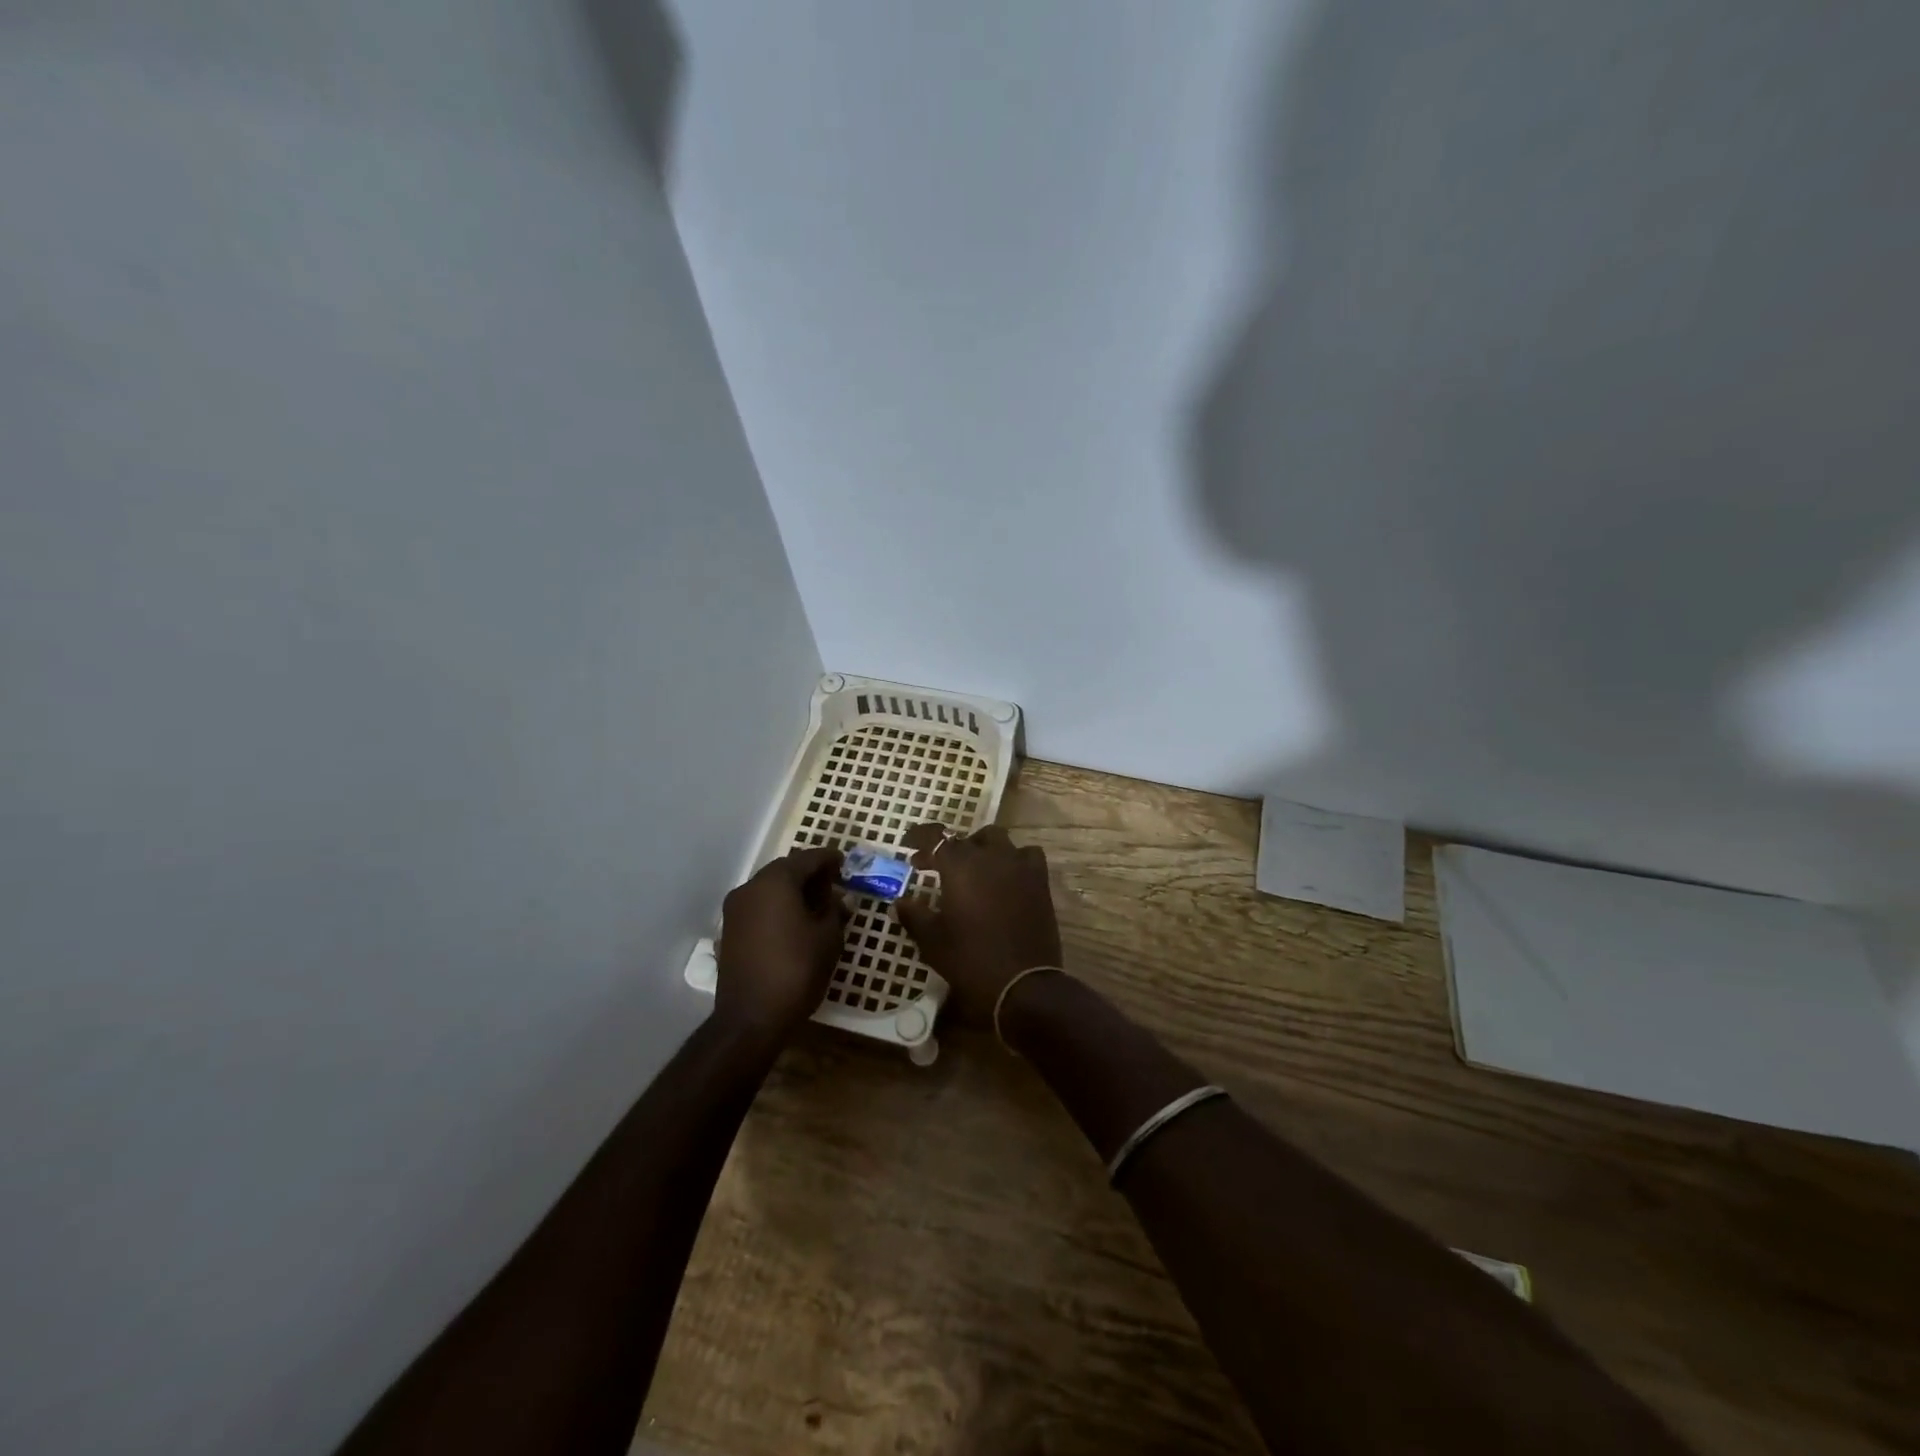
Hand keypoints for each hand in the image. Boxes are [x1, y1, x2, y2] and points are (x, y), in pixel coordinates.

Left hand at [715, 847, 850, 1042]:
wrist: (751, 1018)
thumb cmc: (797, 970)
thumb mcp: (828, 938)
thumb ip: (835, 911)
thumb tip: (838, 898)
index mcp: (776, 882)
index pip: (807, 858)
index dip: (829, 859)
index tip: (845, 863)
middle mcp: (750, 888)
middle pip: (785, 870)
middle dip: (810, 875)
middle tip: (834, 885)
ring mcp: (735, 910)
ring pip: (770, 889)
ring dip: (793, 891)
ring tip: (817, 906)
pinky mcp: (729, 931)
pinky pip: (759, 908)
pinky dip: (777, 908)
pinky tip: (794, 924)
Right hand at [894, 824, 1062, 1022]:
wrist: (1022, 983)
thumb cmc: (970, 959)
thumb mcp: (932, 940)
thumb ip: (914, 915)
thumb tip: (900, 901)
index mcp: (960, 865)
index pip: (936, 837)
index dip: (920, 838)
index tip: (909, 847)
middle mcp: (990, 856)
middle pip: (967, 838)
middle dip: (950, 848)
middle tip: (937, 867)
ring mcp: (1019, 866)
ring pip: (998, 840)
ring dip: (982, 848)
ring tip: (974, 867)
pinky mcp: (1040, 881)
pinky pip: (1027, 855)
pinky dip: (1014, 859)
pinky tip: (1008, 875)